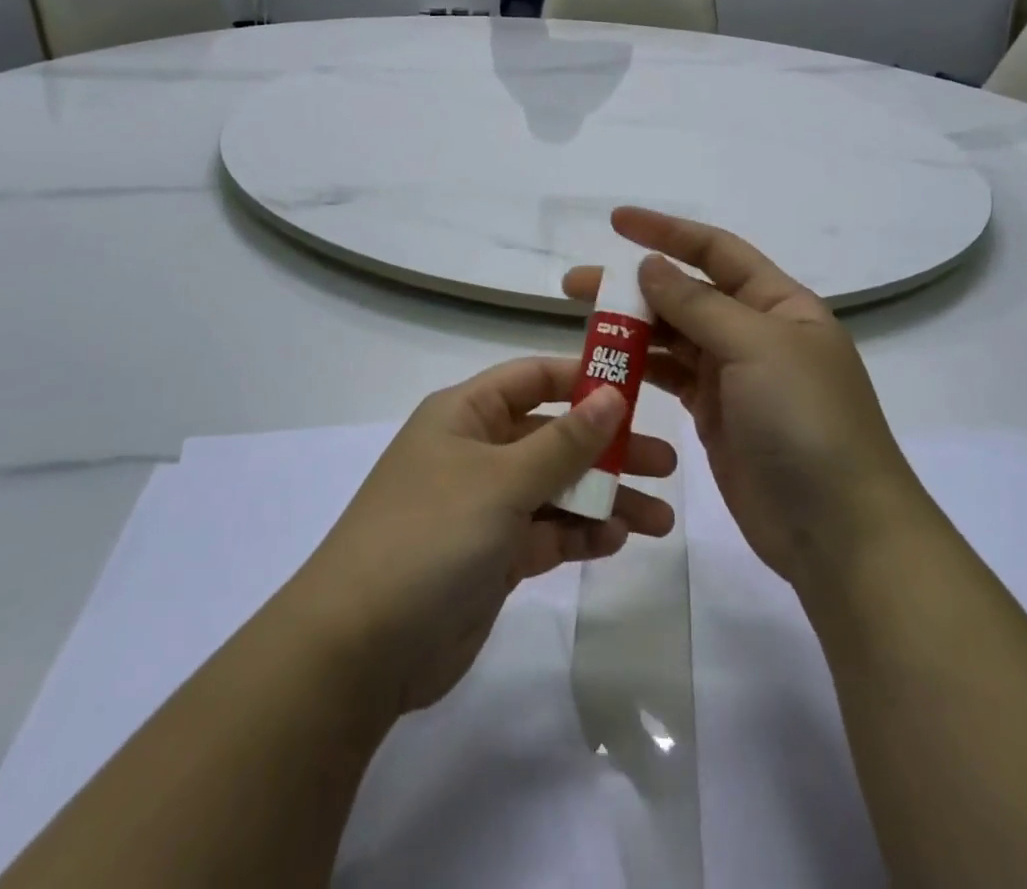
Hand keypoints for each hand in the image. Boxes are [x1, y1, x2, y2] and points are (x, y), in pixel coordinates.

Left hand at [295, 358, 676, 717]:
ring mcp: (483, 506)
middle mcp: (476, 452)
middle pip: (554, 436)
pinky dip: (579, 534)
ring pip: (556, 489)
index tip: (640, 389)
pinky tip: (617, 541)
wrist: (360, 648)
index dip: (584, 378)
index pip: (533, 378)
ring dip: (604, 499)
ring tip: (659, 519)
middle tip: (666, 463)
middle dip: (608, 448)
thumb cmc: (430, 535)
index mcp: (466, 414)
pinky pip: (546, 532)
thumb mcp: (502, 480)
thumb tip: (612, 396)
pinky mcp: (492, 556)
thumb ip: (563, 442)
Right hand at [564, 209, 919, 591]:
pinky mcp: (715, 416)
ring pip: (673, 337)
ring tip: (584, 328)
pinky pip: (670, 379)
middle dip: (633, 285)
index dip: (666, 231)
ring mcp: (734, 376)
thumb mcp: (756, 348)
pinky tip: (607, 369)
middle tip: (576, 285)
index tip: (615, 222)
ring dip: (631, 328)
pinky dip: (639, 370)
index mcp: (778, 304)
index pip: (716, 251)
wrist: (839, 532)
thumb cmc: (806, 422)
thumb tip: (651, 265)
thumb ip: (698, 304)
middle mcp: (755, 332)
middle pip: (686, 294)